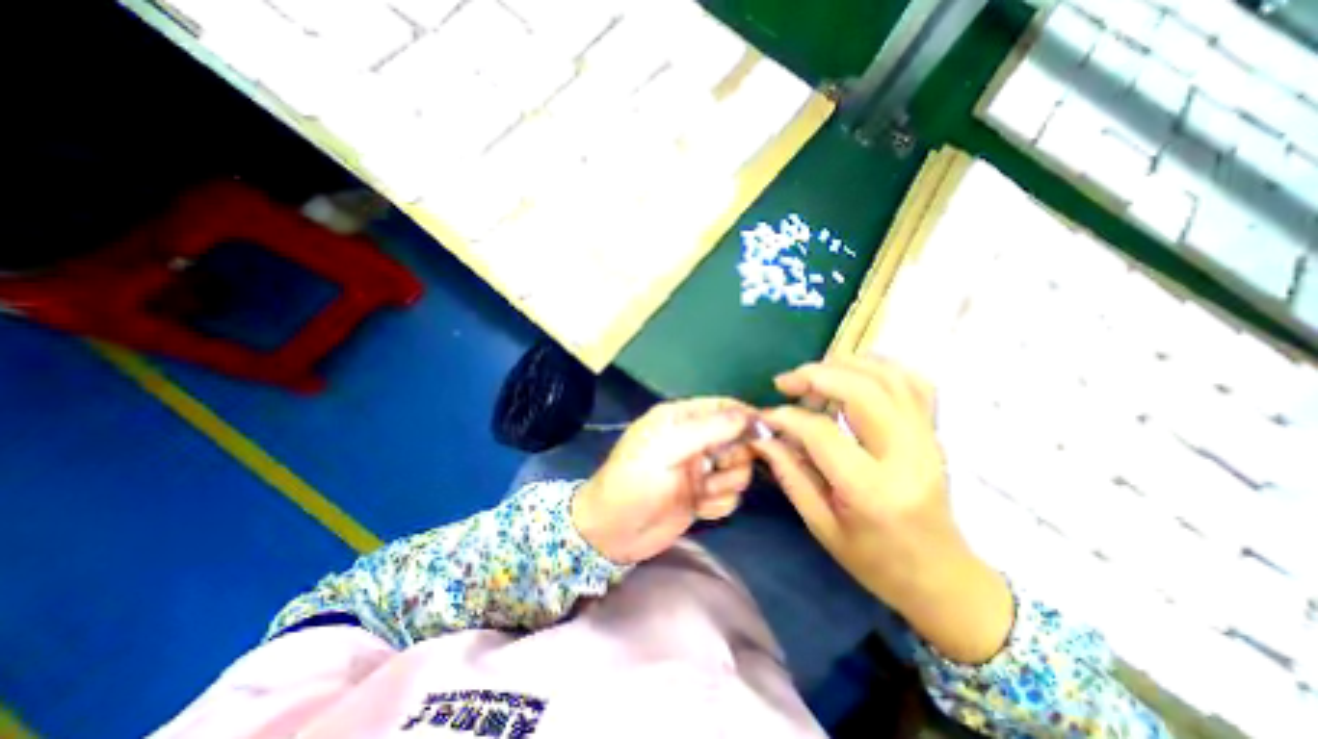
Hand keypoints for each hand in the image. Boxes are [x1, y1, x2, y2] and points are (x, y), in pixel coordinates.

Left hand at [575, 399, 756, 566]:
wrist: (612, 533)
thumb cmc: (635, 481)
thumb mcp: (667, 448)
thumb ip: (709, 430)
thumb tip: (749, 415)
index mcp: (681, 418)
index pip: (723, 407)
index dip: (745, 417)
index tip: (763, 434)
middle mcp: (693, 440)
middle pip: (737, 439)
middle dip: (734, 458)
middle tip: (718, 470)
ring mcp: (699, 469)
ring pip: (737, 469)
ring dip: (726, 484)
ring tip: (703, 492)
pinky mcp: (702, 495)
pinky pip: (730, 495)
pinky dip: (719, 503)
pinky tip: (699, 508)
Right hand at [753, 358, 1009, 662]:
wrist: (941, 576)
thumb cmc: (875, 560)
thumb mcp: (821, 525)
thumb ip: (789, 474)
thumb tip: (761, 437)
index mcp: (873, 489)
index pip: (822, 433)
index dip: (787, 417)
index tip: (765, 416)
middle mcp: (906, 455)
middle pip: (862, 391)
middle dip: (815, 376)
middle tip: (785, 382)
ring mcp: (927, 439)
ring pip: (888, 377)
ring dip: (844, 365)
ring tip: (813, 375)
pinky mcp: (934, 432)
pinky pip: (913, 382)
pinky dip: (880, 367)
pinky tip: (854, 373)